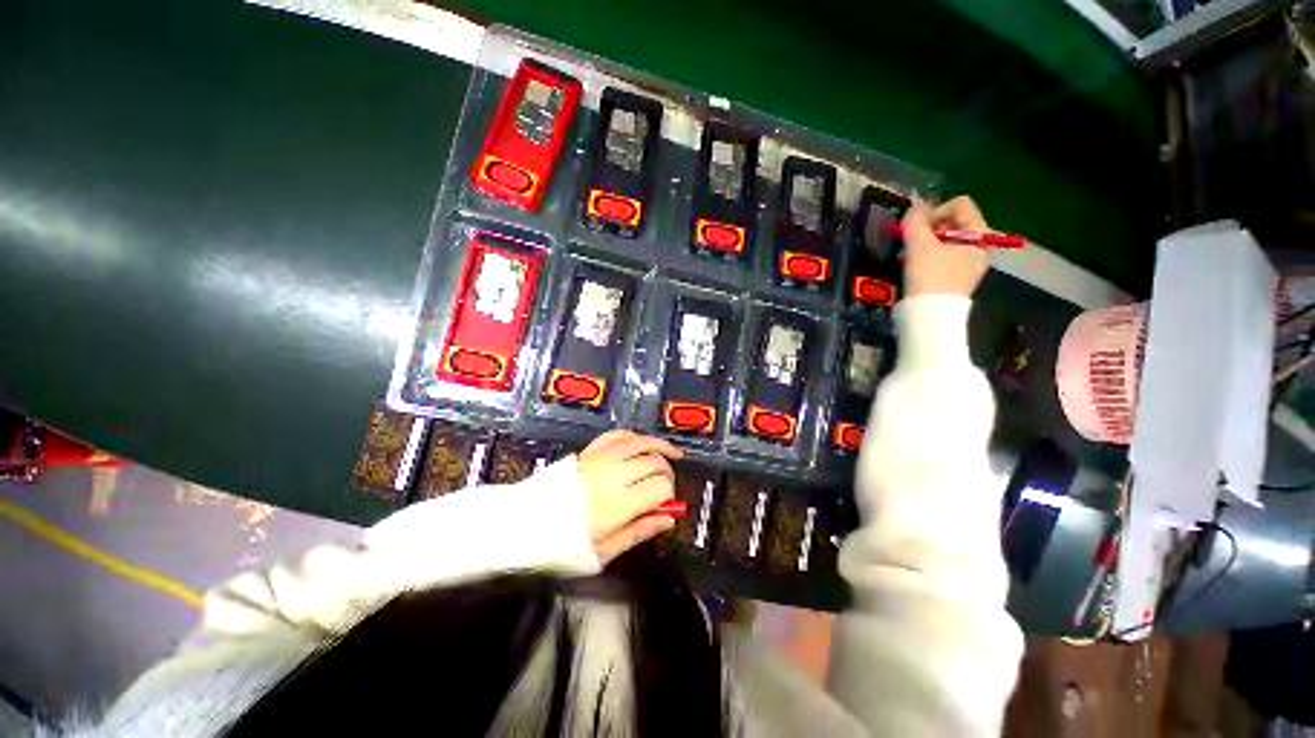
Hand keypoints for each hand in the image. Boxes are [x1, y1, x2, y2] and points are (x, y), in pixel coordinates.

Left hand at [576, 430, 683, 563]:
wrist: (528, 525)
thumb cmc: (565, 543)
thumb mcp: (605, 550)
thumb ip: (640, 531)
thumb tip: (669, 518)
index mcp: (619, 502)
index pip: (661, 486)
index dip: (670, 495)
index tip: (666, 505)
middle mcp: (613, 473)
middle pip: (655, 461)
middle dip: (668, 472)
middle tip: (667, 486)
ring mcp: (601, 457)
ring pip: (641, 441)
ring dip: (659, 446)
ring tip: (672, 453)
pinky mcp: (590, 450)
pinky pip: (618, 435)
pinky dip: (634, 437)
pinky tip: (642, 443)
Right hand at [901, 195, 991, 298]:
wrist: (930, 315)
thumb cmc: (929, 277)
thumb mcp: (919, 244)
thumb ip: (915, 221)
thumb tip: (915, 206)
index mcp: (980, 234)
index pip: (959, 204)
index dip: (935, 211)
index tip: (917, 229)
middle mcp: (981, 245)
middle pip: (955, 221)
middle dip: (931, 227)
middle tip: (913, 240)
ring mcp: (971, 262)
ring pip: (948, 238)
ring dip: (928, 241)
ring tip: (912, 254)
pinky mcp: (958, 276)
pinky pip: (946, 254)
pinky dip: (931, 254)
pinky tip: (917, 265)